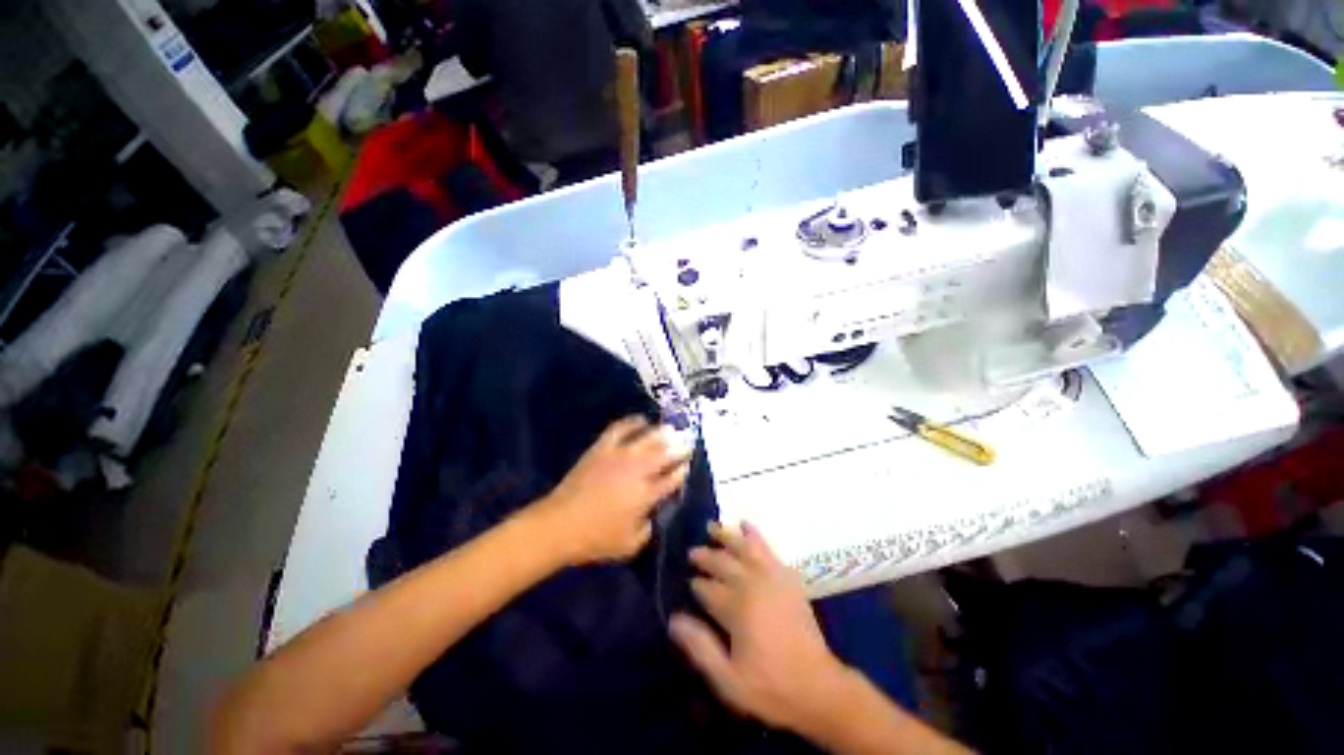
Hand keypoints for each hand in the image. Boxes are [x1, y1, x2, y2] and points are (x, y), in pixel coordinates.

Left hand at [532, 416, 688, 565]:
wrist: (560, 524)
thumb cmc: (596, 539)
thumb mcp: (630, 545)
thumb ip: (648, 528)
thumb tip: (653, 512)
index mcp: (646, 495)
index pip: (672, 478)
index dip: (682, 470)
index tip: (687, 465)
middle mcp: (637, 470)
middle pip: (664, 453)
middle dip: (679, 446)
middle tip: (688, 440)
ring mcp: (619, 455)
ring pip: (647, 438)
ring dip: (662, 432)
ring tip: (672, 429)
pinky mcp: (602, 448)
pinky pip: (620, 428)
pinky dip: (633, 422)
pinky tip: (641, 420)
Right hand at [669, 522, 848, 732]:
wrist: (818, 687)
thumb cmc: (770, 687)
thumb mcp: (728, 679)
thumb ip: (700, 647)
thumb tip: (673, 619)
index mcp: (736, 608)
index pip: (707, 588)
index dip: (696, 585)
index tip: (688, 583)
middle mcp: (752, 584)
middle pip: (723, 562)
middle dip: (705, 556)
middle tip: (692, 553)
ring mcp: (772, 576)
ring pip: (743, 547)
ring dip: (726, 535)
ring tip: (712, 526)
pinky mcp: (787, 577)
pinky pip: (767, 548)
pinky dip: (754, 534)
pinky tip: (746, 525)